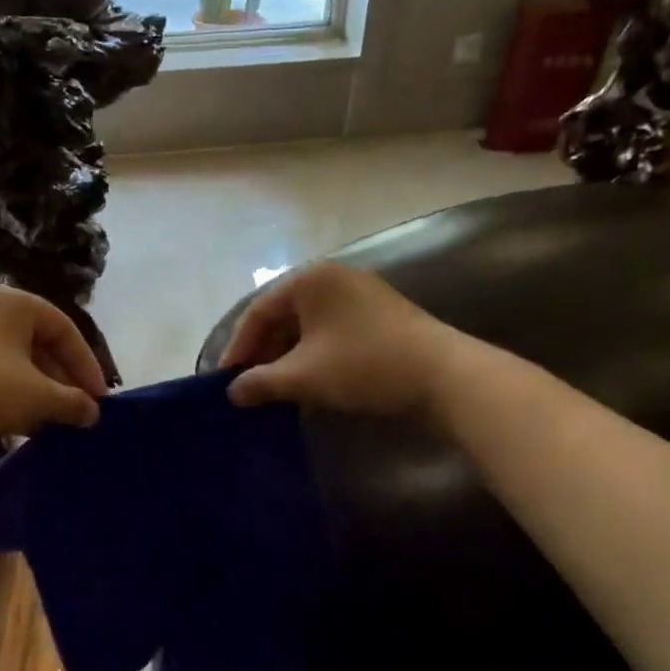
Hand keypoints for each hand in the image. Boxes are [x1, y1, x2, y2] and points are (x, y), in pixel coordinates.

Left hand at [0, 285, 106, 457]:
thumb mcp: (38, 396)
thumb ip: (73, 402)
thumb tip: (93, 413)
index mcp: (12, 302)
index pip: (65, 329)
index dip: (87, 365)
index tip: (100, 399)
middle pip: (39, 344)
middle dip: (62, 381)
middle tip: (78, 412)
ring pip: (15, 363)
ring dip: (38, 393)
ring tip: (53, 423)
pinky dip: (10, 397)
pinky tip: (19, 427)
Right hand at [222, 263, 457, 417]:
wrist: (444, 377)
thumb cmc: (363, 365)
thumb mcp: (303, 376)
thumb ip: (260, 382)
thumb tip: (233, 392)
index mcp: (310, 280)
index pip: (259, 311)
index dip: (238, 348)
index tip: (225, 380)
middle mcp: (333, 278)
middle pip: (283, 317)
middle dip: (264, 354)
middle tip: (249, 387)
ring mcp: (360, 296)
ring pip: (309, 328)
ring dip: (288, 359)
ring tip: (275, 392)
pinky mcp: (380, 317)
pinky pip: (332, 334)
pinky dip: (314, 358)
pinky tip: (309, 387)